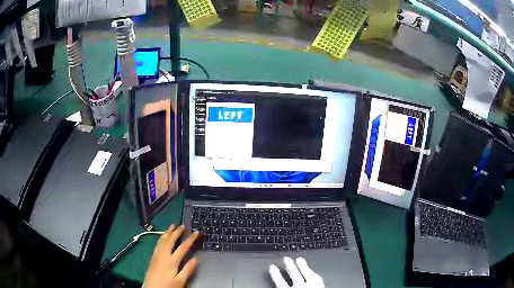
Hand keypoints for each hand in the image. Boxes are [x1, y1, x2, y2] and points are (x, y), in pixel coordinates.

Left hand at [143, 225, 199, 287]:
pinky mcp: (152, 257)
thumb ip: (188, 270)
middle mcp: (163, 255)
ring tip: (172, 226)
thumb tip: (196, 259)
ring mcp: (156, 255)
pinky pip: (157, 244)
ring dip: (167, 233)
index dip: (190, 239)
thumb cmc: (167, 286)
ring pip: (162, 240)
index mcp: (171, 261)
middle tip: (182, 226)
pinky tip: (162, 237)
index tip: (196, 233)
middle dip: (177, 232)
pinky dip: (161, 238)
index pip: (183, 247)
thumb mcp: (180, 281)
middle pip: (170, 241)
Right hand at [269, 257, 324, 287]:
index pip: (280, 283)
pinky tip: (310, 269)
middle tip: (286, 259)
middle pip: (293, 275)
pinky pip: (315, 277)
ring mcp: (310, 286)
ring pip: (304, 274)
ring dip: (301, 266)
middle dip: (289, 266)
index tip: (272, 267)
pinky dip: (311, 271)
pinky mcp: (319, 285)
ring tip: (299, 259)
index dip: (275, 274)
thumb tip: (271, 287)